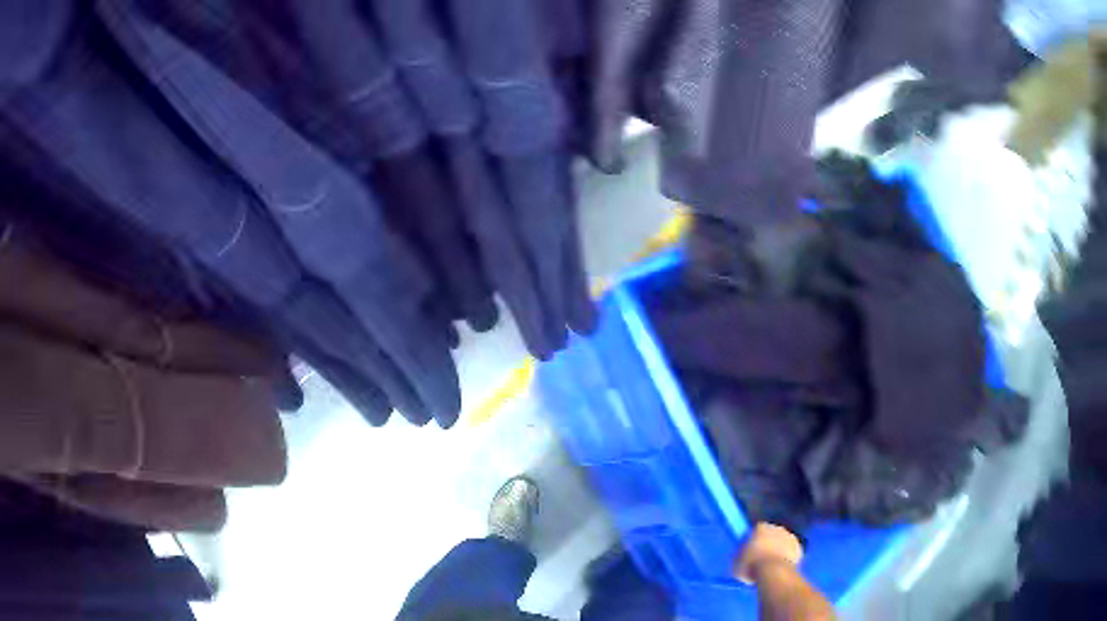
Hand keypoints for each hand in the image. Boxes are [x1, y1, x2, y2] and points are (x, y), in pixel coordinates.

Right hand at [734, 523, 803, 583]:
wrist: (774, 572)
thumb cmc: (751, 565)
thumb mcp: (737, 562)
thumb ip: (741, 555)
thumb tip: (743, 556)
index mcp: (760, 527)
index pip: (755, 531)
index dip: (753, 542)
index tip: (750, 552)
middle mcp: (776, 527)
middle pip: (771, 535)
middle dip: (767, 544)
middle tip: (761, 559)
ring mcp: (790, 537)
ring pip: (782, 543)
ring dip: (778, 550)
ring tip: (771, 565)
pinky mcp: (799, 547)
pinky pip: (790, 552)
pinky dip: (787, 558)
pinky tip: (780, 568)